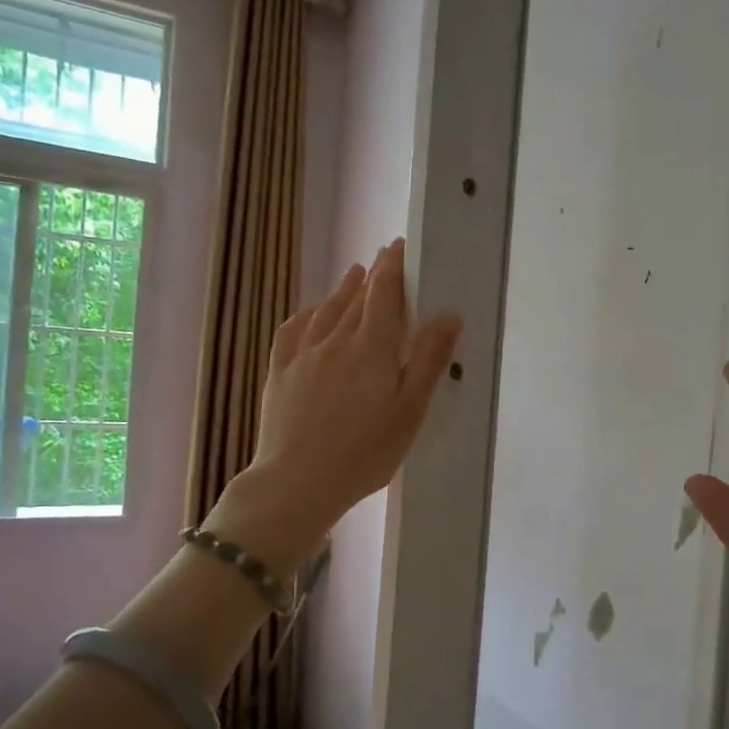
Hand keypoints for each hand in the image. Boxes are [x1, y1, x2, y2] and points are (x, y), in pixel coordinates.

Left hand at [217, 239, 460, 566]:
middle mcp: (335, 341)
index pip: (383, 294)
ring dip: (342, 289)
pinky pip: (293, 331)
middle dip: (373, 275)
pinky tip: (311, 313)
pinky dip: (307, 314)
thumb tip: (448, 315)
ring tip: (354, 274)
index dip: (393, 267)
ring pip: (325, 310)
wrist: (297, 482)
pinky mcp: (280, 373)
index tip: (399, 246)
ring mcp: (302, 356)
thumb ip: (427, 360)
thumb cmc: (364, 452)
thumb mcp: (409, 411)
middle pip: (356, 298)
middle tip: (384, 257)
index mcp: (371, 348)